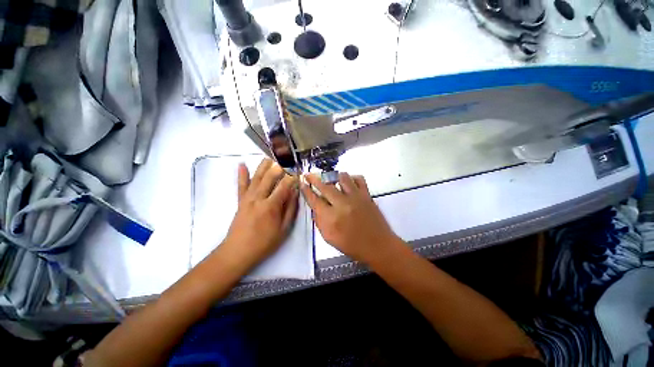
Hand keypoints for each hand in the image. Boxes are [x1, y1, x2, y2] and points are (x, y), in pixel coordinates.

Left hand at [222, 159, 298, 268]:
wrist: (238, 251)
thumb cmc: (264, 242)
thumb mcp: (283, 229)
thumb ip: (290, 209)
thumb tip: (295, 193)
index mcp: (271, 206)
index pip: (284, 186)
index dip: (292, 177)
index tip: (298, 172)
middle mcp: (259, 198)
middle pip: (269, 178)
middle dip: (278, 167)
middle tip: (285, 159)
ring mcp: (247, 198)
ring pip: (256, 178)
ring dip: (263, 166)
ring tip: (269, 156)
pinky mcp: (240, 201)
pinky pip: (241, 185)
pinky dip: (242, 174)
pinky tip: (242, 164)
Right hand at [301, 173, 399, 261]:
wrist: (377, 245)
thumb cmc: (352, 245)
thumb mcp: (329, 238)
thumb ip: (320, 221)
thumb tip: (316, 207)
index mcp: (331, 218)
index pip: (314, 200)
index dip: (306, 190)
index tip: (302, 183)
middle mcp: (342, 204)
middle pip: (325, 186)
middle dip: (314, 179)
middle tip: (309, 174)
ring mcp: (356, 197)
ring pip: (342, 178)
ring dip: (334, 176)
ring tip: (330, 178)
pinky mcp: (367, 195)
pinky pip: (359, 179)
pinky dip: (352, 178)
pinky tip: (349, 182)